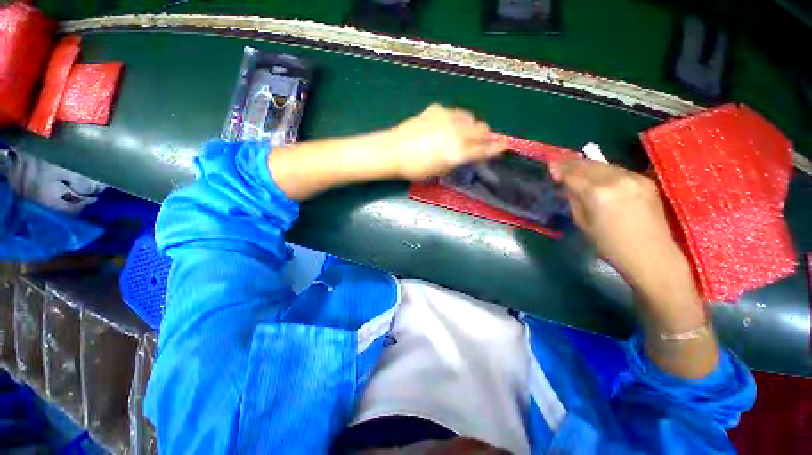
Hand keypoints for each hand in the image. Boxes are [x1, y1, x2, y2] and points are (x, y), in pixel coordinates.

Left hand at [388, 104, 505, 179]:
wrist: (394, 151)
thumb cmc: (416, 168)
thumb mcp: (440, 171)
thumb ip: (457, 161)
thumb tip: (466, 155)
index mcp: (459, 152)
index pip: (485, 149)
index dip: (497, 148)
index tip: (504, 146)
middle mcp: (458, 132)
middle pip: (483, 128)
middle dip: (485, 136)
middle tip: (480, 142)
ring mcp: (448, 117)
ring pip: (470, 117)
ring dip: (471, 126)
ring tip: (463, 133)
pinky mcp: (437, 109)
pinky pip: (454, 113)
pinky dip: (456, 119)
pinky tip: (445, 126)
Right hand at [550, 159, 680, 281]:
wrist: (650, 254)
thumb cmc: (610, 244)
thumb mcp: (582, 223)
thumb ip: (574, 200)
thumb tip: (568, 186)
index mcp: (597, 193)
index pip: (573, 174)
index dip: (560, 170)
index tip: (551, 167)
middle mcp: (616, 179)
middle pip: (589, 165)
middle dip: (572, 164)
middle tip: (561, 164)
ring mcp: (634, 178)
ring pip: (604, 165)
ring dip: (588, 165)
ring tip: (577, 168)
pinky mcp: (645, 180)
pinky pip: (619, 170)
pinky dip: (605, 171)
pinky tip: (599, 176)